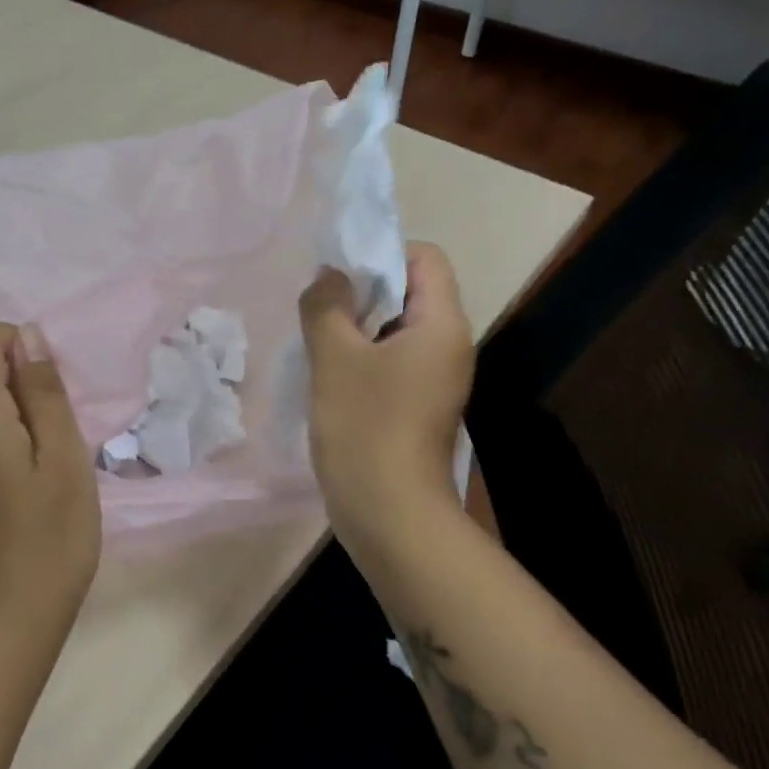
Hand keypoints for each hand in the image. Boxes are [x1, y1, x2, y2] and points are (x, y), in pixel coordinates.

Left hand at [0, 322, 99, 647]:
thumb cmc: (46, 543)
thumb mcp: (63, 460)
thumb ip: (43, 393)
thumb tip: (26, 339)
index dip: (14, 343)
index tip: (49, 388)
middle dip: (28, 392)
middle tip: (65, 444)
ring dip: (26, 427)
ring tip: (56, 476)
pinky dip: (12, 453)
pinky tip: (35, 500)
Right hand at [299, 242, 475, 544]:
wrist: (391, 515)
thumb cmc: (365, 427)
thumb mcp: (335, 357)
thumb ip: (327, 305)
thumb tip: (330, 277)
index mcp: (442, 325)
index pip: (425, 257)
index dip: (382, 253)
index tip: (339, 276)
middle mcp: (449, 345)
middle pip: (411, 290)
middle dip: (363, 290)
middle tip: (321, 307)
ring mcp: (436, 378)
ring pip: (397, 328)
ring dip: (357, 325)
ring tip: (320, 340)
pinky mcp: (419, 404)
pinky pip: (393, 360)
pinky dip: (363, 356)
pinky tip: (331, 374)